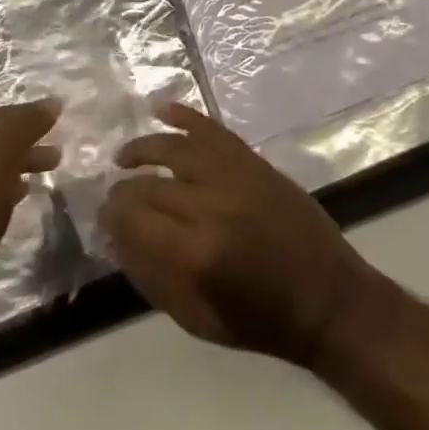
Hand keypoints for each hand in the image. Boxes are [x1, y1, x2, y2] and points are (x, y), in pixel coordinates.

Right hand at [100, 102, 386, 367]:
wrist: (326, 296)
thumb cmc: (260, 319)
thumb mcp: (197, 319)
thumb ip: (152, 277)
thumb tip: (117, 239)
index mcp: (195, 253)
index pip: (134, 219)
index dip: (112, 216)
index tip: (102, 217)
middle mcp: (210, 205)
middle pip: (151, 185)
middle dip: (124, 190)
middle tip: (112, 196)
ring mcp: (234, 175)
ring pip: (176, 147)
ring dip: (145, 148)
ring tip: (124, 157)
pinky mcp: (252, 160)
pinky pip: (212, 129)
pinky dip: (185, 115)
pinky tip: (161, 110)